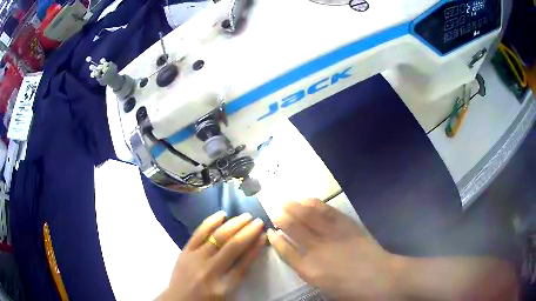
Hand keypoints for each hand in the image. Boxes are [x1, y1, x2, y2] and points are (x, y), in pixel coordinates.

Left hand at [159, 211, 265, 300]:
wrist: (178, 300)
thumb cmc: (206, 300)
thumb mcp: (227, 294)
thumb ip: (238, 276)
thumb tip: (250, 252)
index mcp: (224, 285)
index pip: (245, 263)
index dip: (256, 247)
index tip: (264, 235)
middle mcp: (211, 270)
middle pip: (233, 246)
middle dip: (248, 232)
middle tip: (258, 221)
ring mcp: (196, 258)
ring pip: (218, 237)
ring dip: (234, 224)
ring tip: (245, 216)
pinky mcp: (185, 251)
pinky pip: (199, 233)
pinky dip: (211, 222)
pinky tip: (221, 214)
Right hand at [268, 199, 398, 299]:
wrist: (380, 279)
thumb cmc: (351, 290)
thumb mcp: (324, 287)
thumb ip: (310, 271)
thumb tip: (301, 258)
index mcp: (309, 270)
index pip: (285, 252)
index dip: (276, 240)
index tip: (270, 232)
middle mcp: (317, 250)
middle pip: (294, 229)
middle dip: (282, 218)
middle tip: (275, 210)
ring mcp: (333, 236)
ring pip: (309, 217)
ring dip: (296, 207)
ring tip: (287, 201)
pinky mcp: (347, 226)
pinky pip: (329, 212)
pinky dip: (317, 205)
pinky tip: (309, 200)